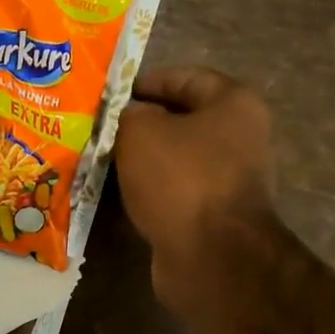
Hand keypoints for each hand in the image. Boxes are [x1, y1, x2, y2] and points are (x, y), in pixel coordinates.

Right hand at [115, 66, 275, 312]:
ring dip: (137, 164)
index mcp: (234, 104)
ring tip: (97, 164)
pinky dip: (145, 195)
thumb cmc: (180, 179)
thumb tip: (127, 119)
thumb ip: (127, 115)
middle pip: (179, 122)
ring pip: (172, 162)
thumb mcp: (141, 132)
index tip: (108, 96)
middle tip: (96, 131)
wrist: (210, 256)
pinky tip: (113, 198)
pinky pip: (171, 195)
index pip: (184, 78)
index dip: (144, 82)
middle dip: (137, 126)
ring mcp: (226, 181)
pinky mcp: (210, 217)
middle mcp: (238, 139)